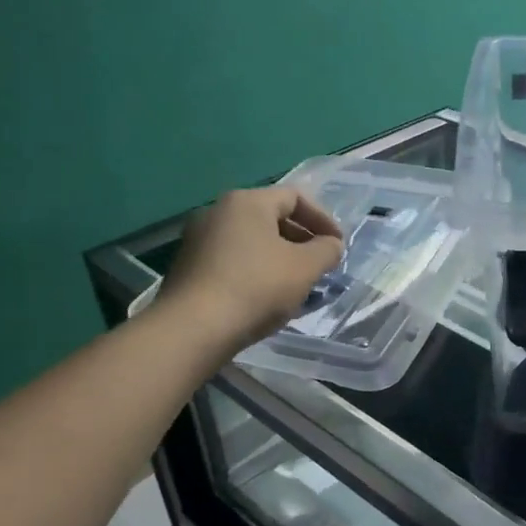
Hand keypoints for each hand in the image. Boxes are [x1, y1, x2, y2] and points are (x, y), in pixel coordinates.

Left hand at [163, 186, 344, 349]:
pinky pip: (232, 260)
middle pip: (271, 217)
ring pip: (251, 241)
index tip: (338, 245)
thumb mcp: (306, 267)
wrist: (193, 328)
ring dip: (279, 257)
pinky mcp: (188, 267)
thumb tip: (331, 245)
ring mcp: (198, 239)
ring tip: (296, 284)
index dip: (323, 219)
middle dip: (301, 240)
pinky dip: (255, 271)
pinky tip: (266, 297)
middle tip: (319, 265)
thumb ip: (327, 250)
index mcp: (247, 202)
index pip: (295, 197)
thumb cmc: (257, 287)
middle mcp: (218, 211)